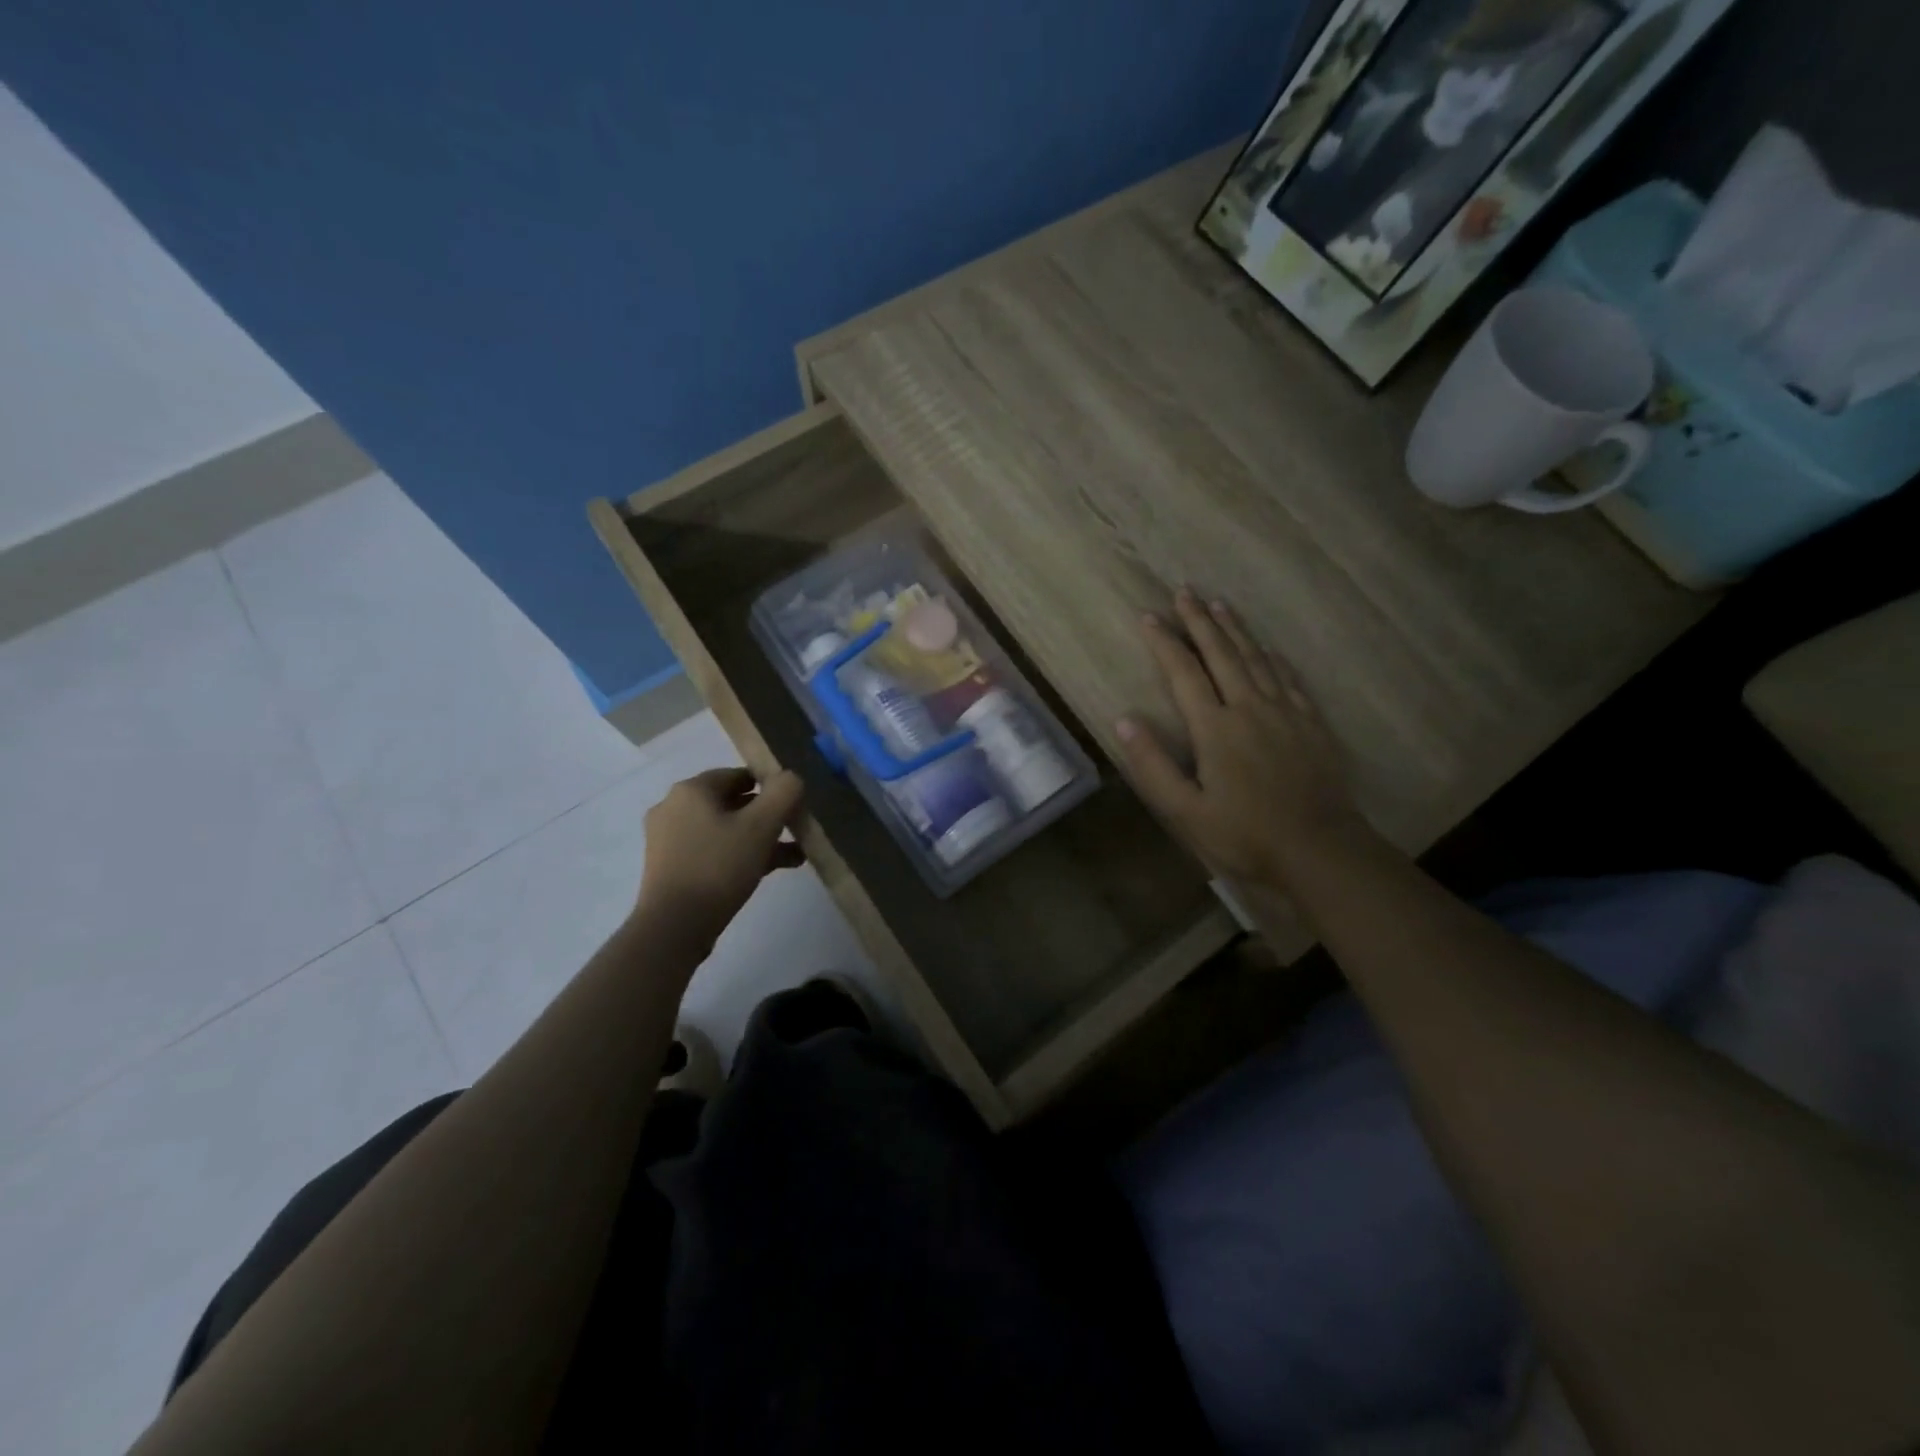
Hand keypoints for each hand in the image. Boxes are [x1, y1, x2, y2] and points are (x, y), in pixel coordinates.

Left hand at [635, 767, 805, 941]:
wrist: (674, 926)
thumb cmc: (719, 867)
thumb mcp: (761, 826)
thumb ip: (783, 793)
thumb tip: (792, 777)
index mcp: (692, 789)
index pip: (739, 775)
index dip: (771, 786)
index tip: (794, 805)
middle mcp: (674, 807)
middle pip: (732, 803)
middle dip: (768, 817)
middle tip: (795, 831)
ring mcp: (668, 839)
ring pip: (724, 830)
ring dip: (758, 839)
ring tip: (793, 857)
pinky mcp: (670, 867)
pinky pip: (712, 851)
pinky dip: (738, 855)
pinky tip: (766, 872)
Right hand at [1115, 590, 1359, 891]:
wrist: (1320, 850)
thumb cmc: (1245, 835)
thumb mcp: (1185, 811)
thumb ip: (1152, 766)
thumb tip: (1124, 720)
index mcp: (1215, 728)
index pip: (1183, 673)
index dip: (1164, 642)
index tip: (1148, 616)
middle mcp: (1249, 708)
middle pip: (1221, 653)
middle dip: (1199, 621)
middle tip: (1184, 591)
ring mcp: (1284, 713)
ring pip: (1256, 658)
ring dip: (1235, 629)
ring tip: (1219, 604)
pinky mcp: (1310, 724)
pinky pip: (1289, 678)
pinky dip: (1273, 657)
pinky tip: (1268, 648)